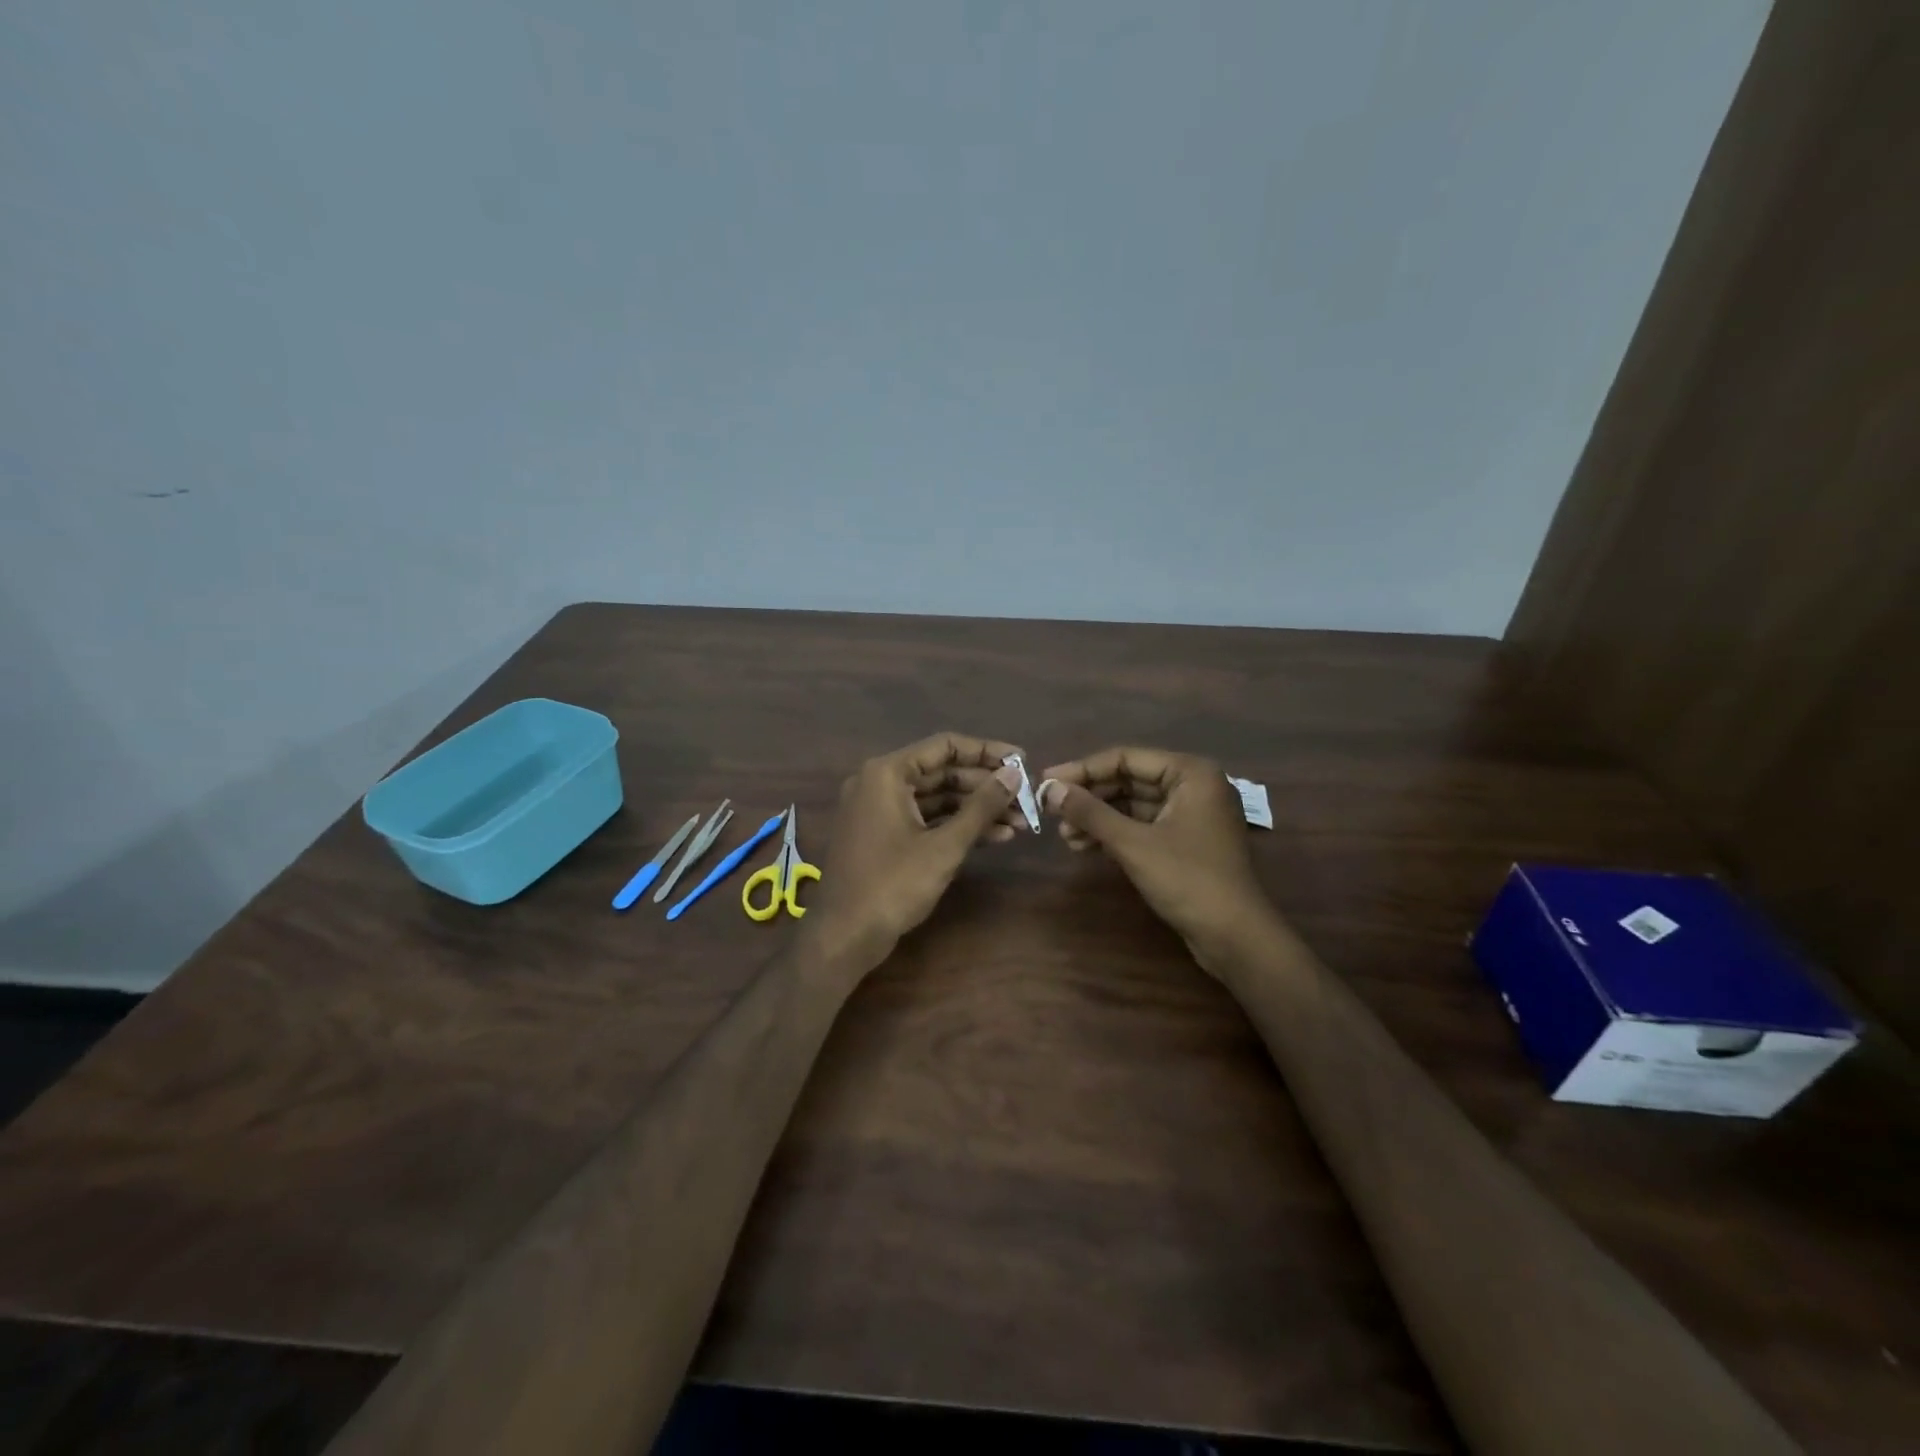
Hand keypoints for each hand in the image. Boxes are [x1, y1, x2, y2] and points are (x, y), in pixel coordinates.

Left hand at [805, 732, 1026, 976]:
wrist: (844, 936)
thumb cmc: (893, 884)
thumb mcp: (944, 845)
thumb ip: (981, 806)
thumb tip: (1014, 773)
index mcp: (886, 773)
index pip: (945, 746)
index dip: (987, 751)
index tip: (1022, 760)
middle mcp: (879, 782)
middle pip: (942, 772)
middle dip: (985, 786)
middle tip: (1025, 798)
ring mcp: (879, 810)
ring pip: (936, 798)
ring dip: (976, 809)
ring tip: (1020, 822)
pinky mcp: (884, 835)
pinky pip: (925, 819)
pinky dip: (956, 826)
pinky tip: (995, 837)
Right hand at [1039, 746, 1272, 967]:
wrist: (1235, 936)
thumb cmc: (1188, 880)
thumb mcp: (1133, 843)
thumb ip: (1090, 812)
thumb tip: (1050, 790)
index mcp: (1190, 773)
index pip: (1125, 758)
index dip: (1082, 770)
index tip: (1046, 782)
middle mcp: (1193, 785)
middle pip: (1128, 779)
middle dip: (1089, 797)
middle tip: (1050, 811)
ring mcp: (1191, 814)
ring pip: (1133, 805)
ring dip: (1098, 818)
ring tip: (1065, 835)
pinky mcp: (1185, 841)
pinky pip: (1142, 825)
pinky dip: (1114, 834)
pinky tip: (1085, 846)